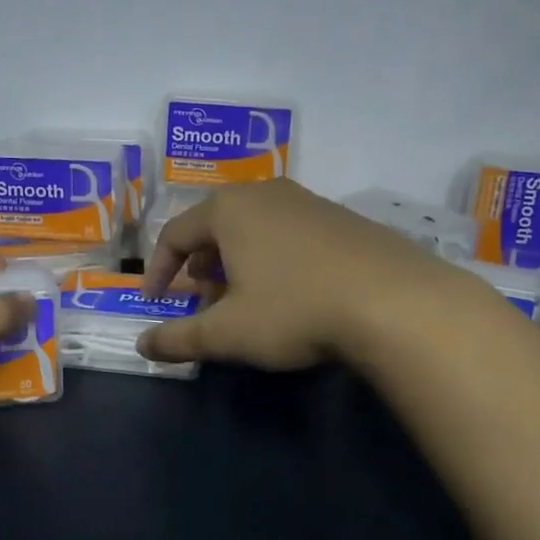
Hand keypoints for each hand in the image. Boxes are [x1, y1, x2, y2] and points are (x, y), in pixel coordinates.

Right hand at [138, 179, 488, 369]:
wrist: (397, 302)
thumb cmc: (295, 309)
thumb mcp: (228, 332)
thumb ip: (178, 339)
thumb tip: (142, 345)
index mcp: (229, 210)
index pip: (174, 234)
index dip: (158, 271)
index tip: (156, 304)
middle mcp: (266, 193)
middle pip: (215, 227)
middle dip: (200, 267)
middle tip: (201, 302)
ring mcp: (309, 202)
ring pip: (254, 230)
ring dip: (237, 264)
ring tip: (244, 301)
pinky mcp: (343, 218)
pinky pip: (289, 234)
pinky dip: (273, 260)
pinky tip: (292, 294)